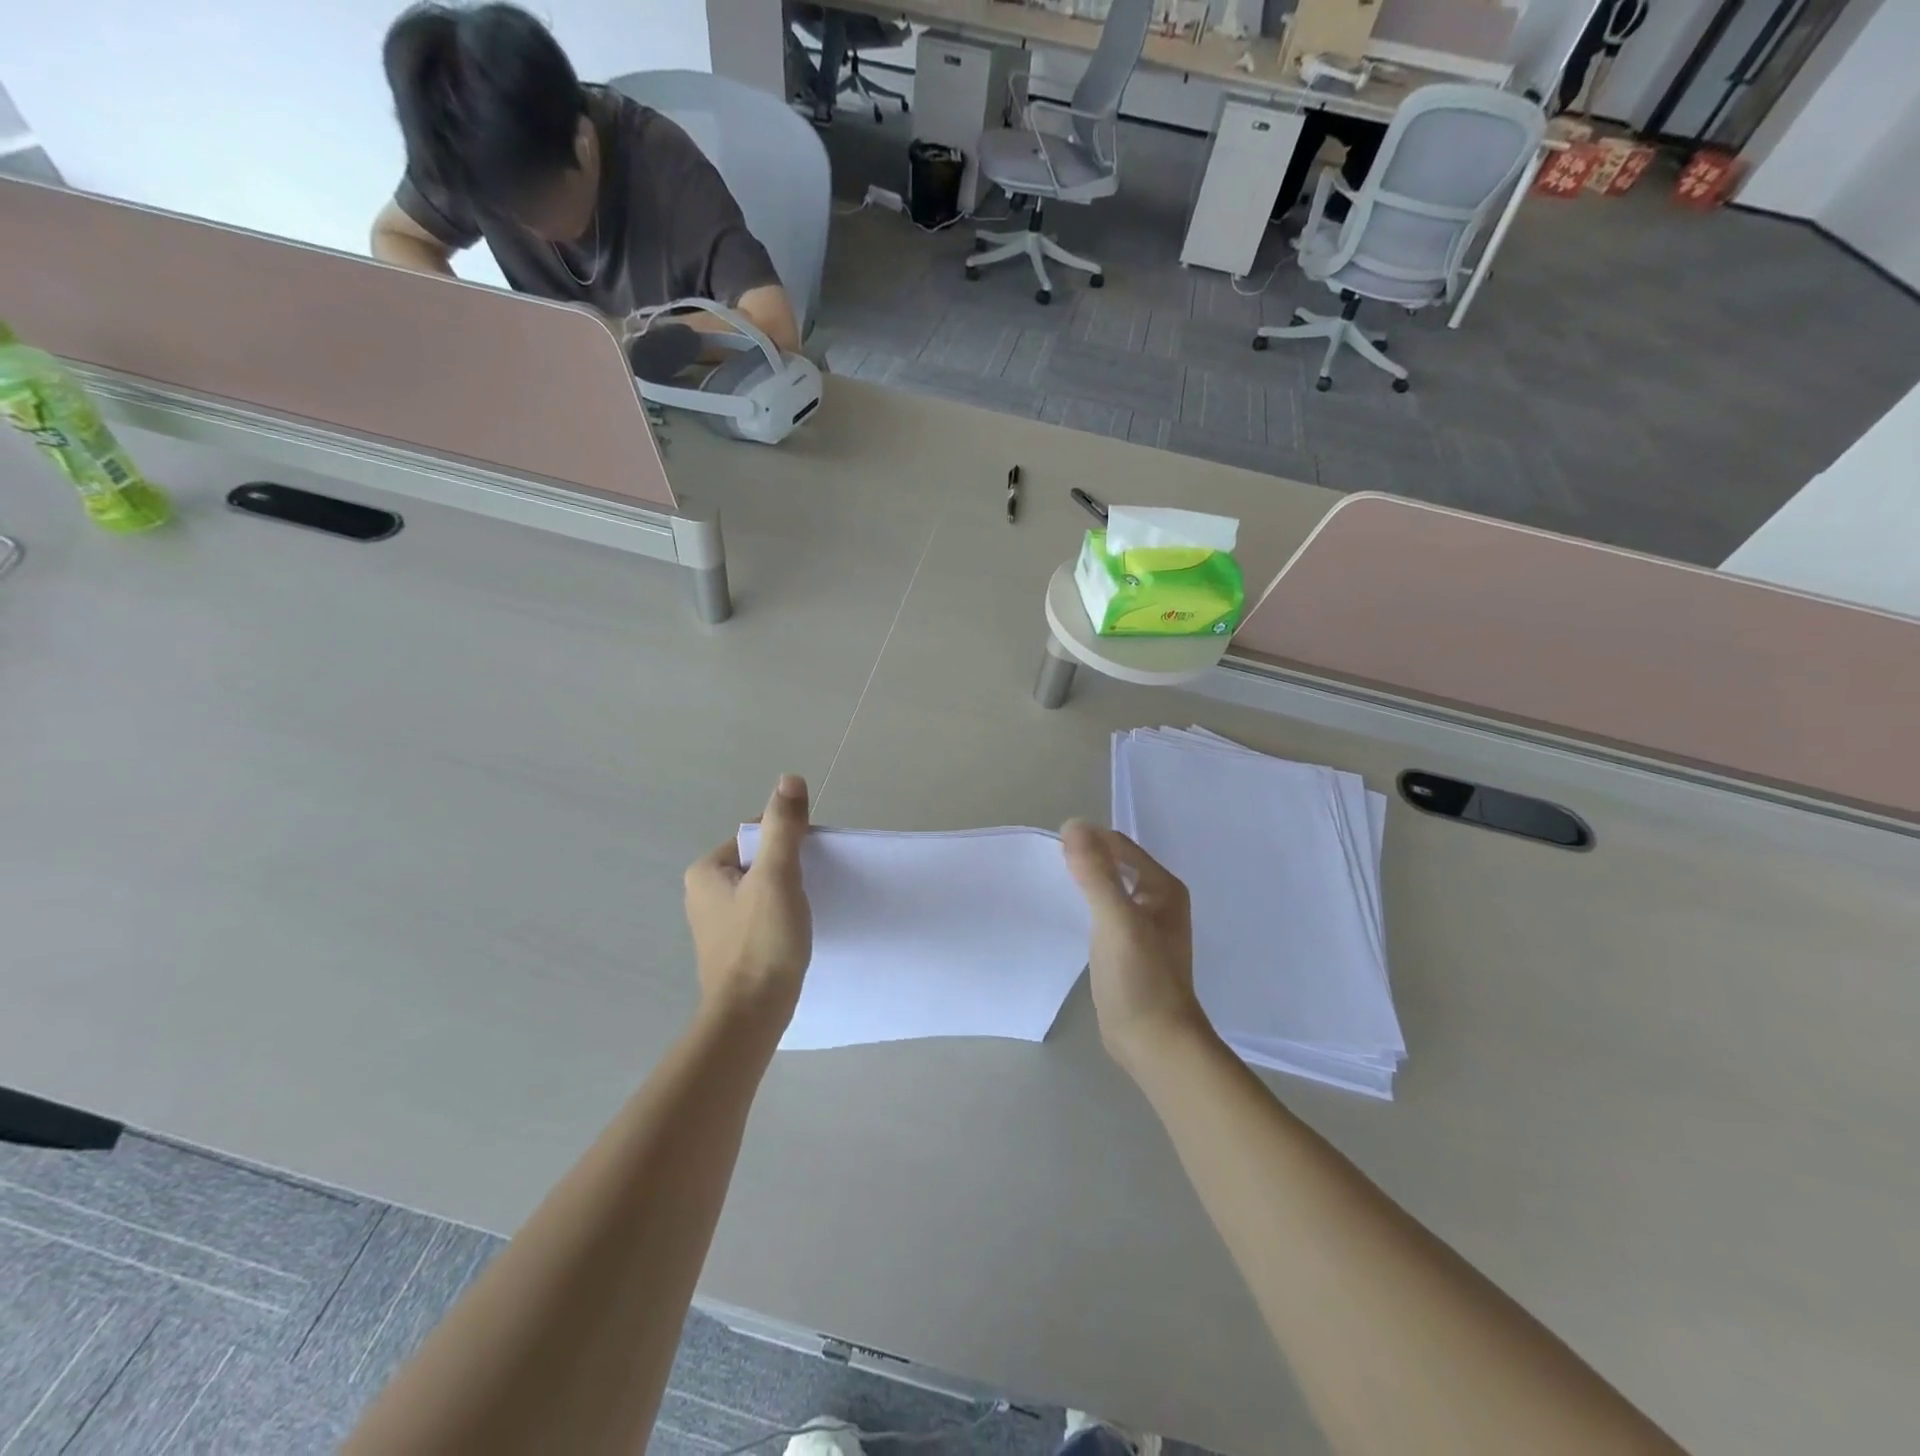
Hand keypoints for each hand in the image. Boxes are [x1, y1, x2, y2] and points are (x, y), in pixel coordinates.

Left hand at [684, 775, 813, 1030]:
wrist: (751, 1016)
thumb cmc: (762, 942)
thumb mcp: (777, 876)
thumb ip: (783, 827)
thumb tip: (789, 779)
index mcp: (706, 871)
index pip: (756, 834)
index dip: (789, 841)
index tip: (812, 861)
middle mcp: (704, 893)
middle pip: (760, 861)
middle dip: (789, 868)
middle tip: (812, 887)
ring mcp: (717, 923)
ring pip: (763, 889)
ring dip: (788, 893)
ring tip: (807, 911)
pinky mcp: (733, 948)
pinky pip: (762, 915)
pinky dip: (781, 917)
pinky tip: (796, 932)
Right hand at [1060, 820, 1210, 1070]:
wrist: (1154, 1042)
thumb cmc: (1140, 978)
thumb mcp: (1117, 920)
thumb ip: (1096, 873)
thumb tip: (1073, 825)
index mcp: (1163, 887)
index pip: (1120, 846)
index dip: (1089, 840)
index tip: (1052, 847)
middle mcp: (1158, 900)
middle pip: (1115, 865)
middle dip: (1085, 860)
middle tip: (1047, 865)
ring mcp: (1145, 926)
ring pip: (1108, 890)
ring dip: (1084, 883)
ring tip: (1050, 884)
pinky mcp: (1129, 948)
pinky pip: (1104, 913)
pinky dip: (1086, 907)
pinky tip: (1065, 915)